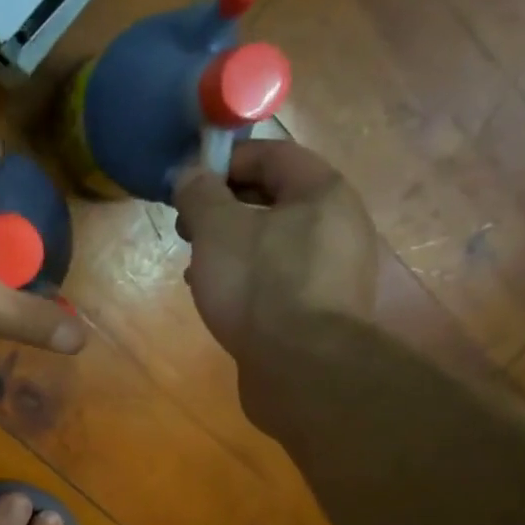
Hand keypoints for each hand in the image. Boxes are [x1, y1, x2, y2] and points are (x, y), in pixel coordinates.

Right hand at [171, 140, 379, 364]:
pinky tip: (219, 299)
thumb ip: (200, 194)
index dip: (225, 161)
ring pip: (274, 243)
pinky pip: (280, 279)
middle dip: (224, 209)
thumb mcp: (217, 230)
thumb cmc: (260, 287)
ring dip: (231, 247)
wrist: (303, 370)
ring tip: (196, 267)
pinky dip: (248, 279)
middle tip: (186, 228)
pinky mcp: (322, 311)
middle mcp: (339, 225)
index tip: (187, 183)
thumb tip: (190, 174)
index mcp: (322, 192)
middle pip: (274, 199)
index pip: (272, 154)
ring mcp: (335, 271)